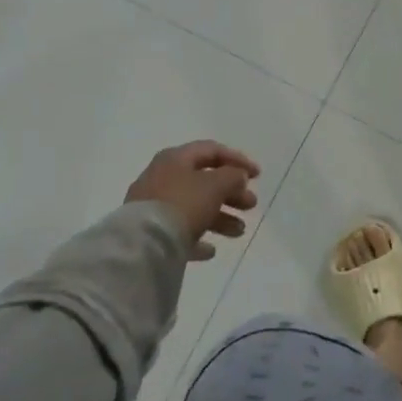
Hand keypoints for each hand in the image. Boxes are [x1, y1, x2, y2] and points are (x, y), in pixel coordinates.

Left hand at [125, 141, 261, 259]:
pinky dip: (197, 237)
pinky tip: (211, 250)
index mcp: (175, 159)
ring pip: (194, 207)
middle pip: (203, 181)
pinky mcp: (149, 233)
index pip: (211, 151)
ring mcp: (153, 206)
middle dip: (231, 193)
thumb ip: (232, 176)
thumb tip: (237, 175)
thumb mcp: (216, 185)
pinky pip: (179, 231)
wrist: (143, 245)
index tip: (258, 175)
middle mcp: (162, 177)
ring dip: (220, 217)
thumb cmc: (183, 204)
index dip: (237, 160)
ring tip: (239, 231)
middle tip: (251, 204)